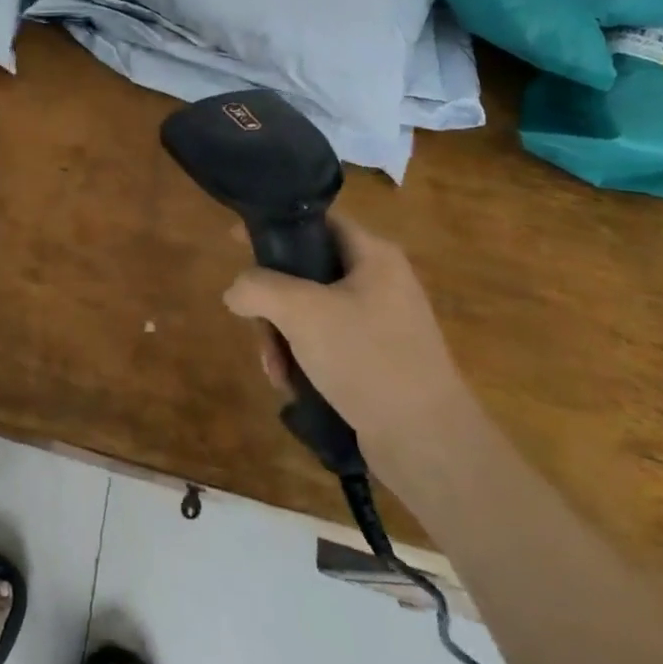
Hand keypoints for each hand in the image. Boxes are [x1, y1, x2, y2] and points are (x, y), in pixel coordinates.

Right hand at [223, 214, 475, 456]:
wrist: (428, 443)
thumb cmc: (367, 357)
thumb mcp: (300, 311)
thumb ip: (256, 287)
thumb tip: (236, 293)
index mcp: (373, 255)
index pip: (314, 220)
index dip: (272, 226)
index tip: (233, 243)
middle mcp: (379, 282)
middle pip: (303, 271)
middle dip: (272, 303)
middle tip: (257, 328)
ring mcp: (379, 322)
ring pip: (308, 312)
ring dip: (282, 338)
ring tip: (276, 370)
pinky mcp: (377, 359)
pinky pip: (325, 343)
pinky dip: (302, 359)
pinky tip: (293, 386)